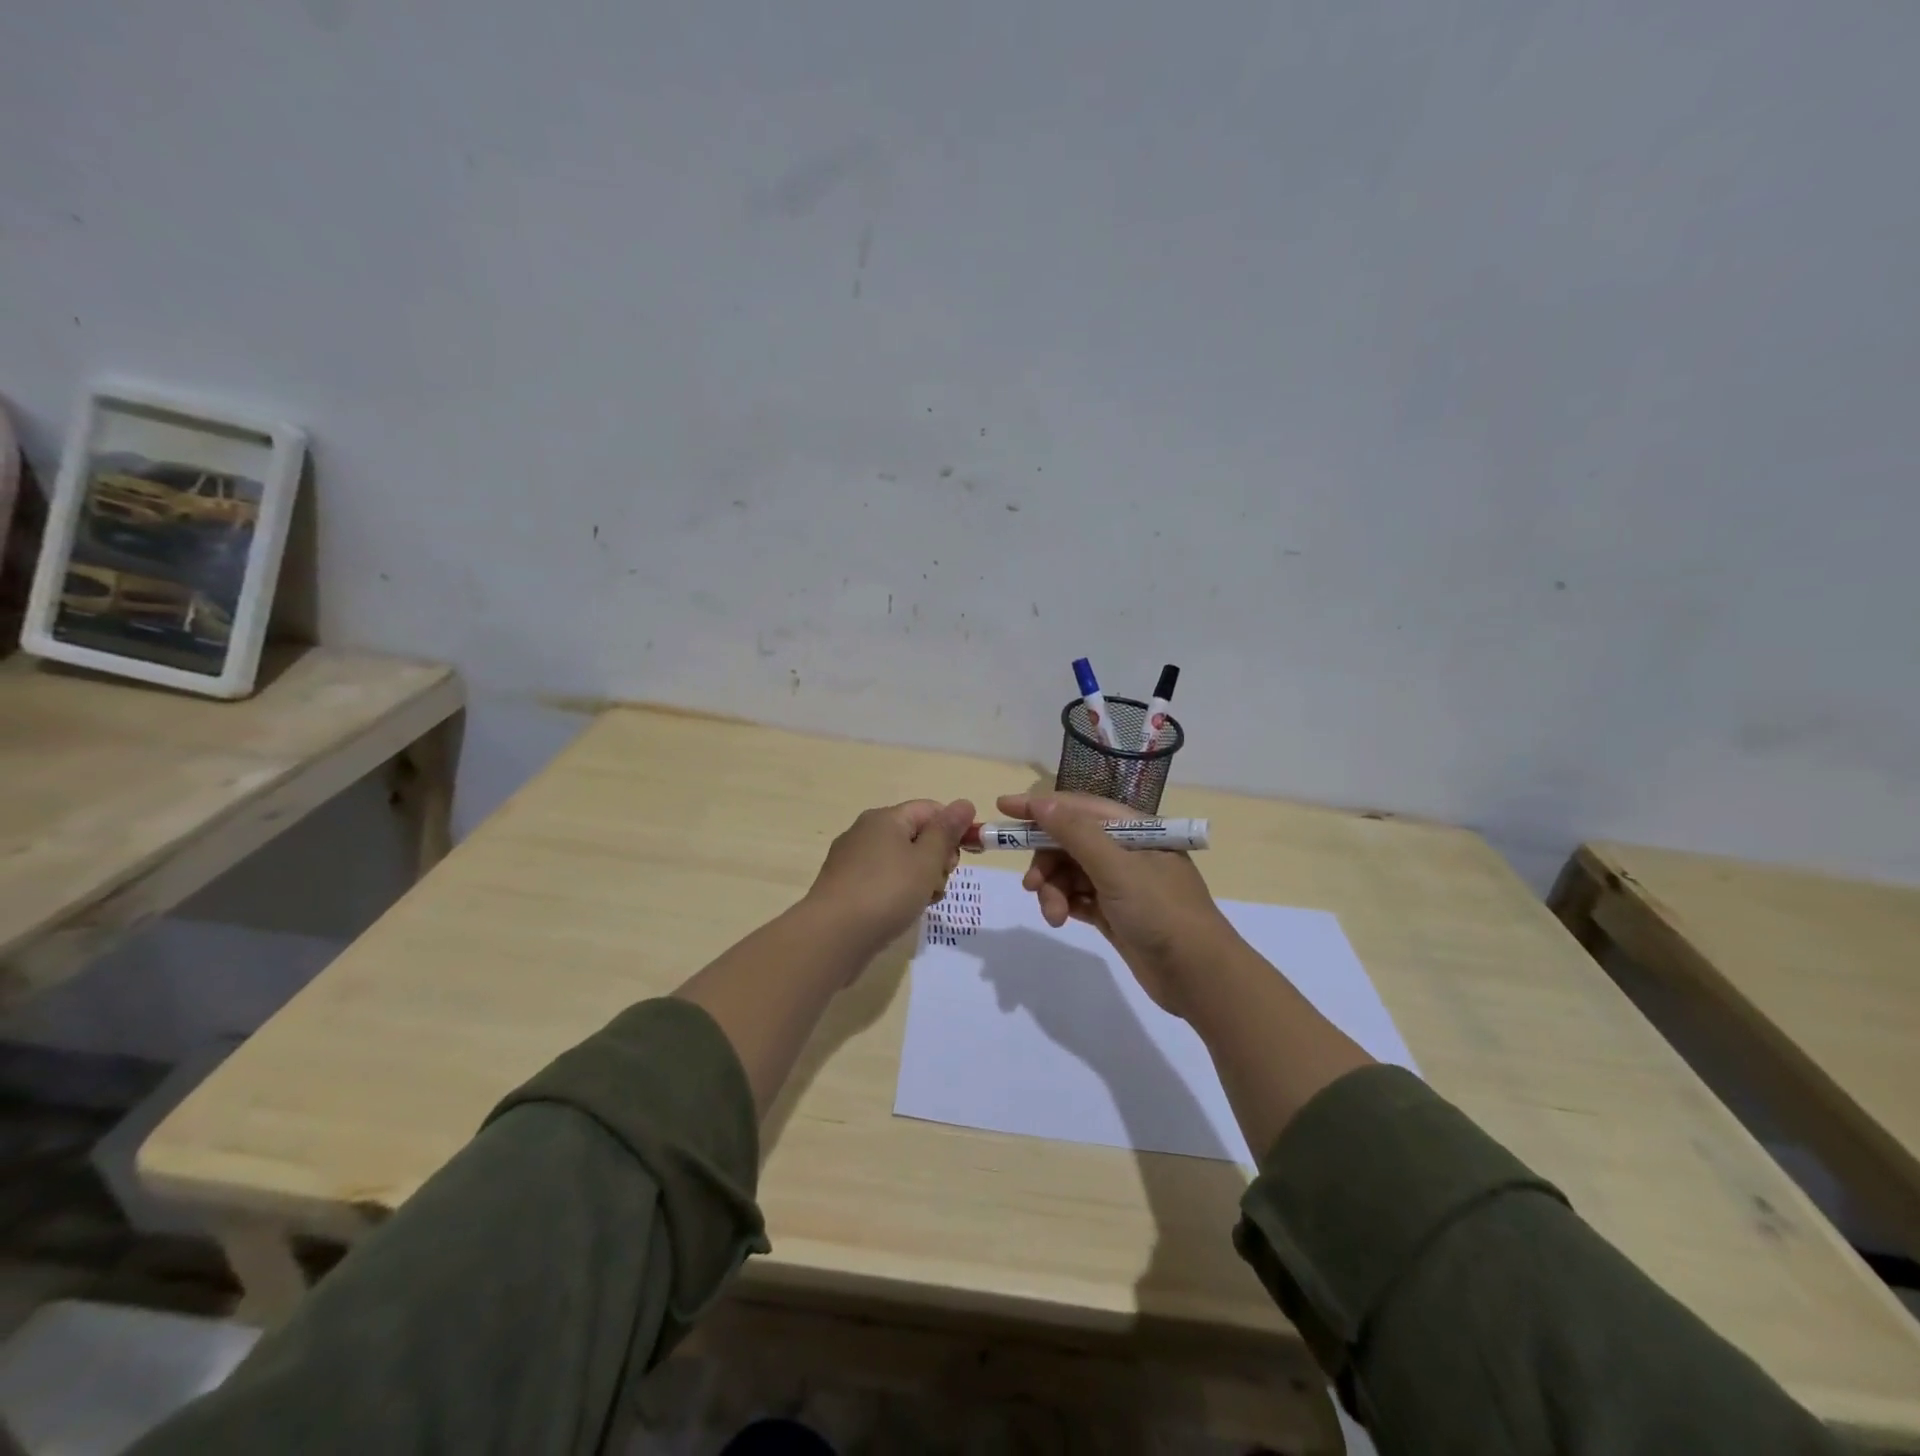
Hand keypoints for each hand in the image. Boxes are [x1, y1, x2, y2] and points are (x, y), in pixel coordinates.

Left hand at [806, 798, 976, 954]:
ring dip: (921, 879)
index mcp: (885, 818)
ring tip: (923, 902)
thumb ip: (947, 831)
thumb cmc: (886, 892)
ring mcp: (852, 860)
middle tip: (940, 882)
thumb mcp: (926, 860)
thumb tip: (964, 803)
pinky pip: (882, 880)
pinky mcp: (845, 887)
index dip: (953, 829)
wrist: (832, 937)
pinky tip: (902, 913)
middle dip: (937, 858)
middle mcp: (865, 832)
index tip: (967, 857)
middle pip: (916, 835)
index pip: (930, 809)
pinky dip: (898, 892)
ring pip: (900, 861)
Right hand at [996, 791, 1234, 1016]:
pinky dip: (1064, 904)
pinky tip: (1060, 918)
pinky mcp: (1115, 913)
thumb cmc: (1161, 912)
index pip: (1079, 807)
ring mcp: (1121, 884)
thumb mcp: (1117, 868)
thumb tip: (1042, 802)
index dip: (1041, 806)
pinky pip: (1077, 898)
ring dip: (1054, 889)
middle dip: (1046, 860)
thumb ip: (1076, 834)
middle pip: (1070, 842)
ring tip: (1053, 915)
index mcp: (1134, 829)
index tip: (1003, 807)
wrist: (1199, 976)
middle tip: (1031, 885)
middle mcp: (1127, 851)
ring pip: (1070, 873)